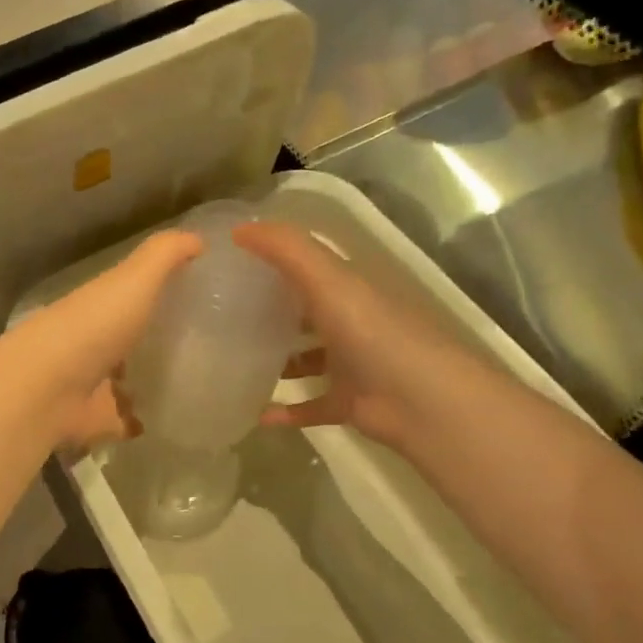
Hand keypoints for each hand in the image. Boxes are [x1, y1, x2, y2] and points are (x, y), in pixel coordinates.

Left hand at [5, 230, 203, 449]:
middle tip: (211, 346)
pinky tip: (178, 419)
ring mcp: (96, 384)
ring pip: (129, 380)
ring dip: (152, 381)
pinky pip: (128, 421)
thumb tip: (199, 237)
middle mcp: (96, 342)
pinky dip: (145, 421)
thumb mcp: (134, 279)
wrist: (47, 389)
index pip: (134, 296)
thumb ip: (164, 255)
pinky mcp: (99, 420)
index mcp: (102, 306)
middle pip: (132, 339)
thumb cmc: (93, 326)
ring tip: (201, 384)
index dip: (161, 294)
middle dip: (159, 341)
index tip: (200, 298)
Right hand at [232, 221, 446, 447]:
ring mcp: (350, 364)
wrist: (421, 400)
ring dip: (277, 361)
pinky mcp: (348, 402)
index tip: (229, 263)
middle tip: (221, 315)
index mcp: (348, 288)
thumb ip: (286, 250)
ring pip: (306, 360)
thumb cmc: (373, 332)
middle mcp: (349, 322)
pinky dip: (286, 411)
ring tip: (233, 362)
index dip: (272, 260)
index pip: (307, 266)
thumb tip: (237, 228)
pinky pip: (310, 405)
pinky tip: (256, 413)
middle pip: (304, 312)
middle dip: (269, 311)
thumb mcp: (328, 280)